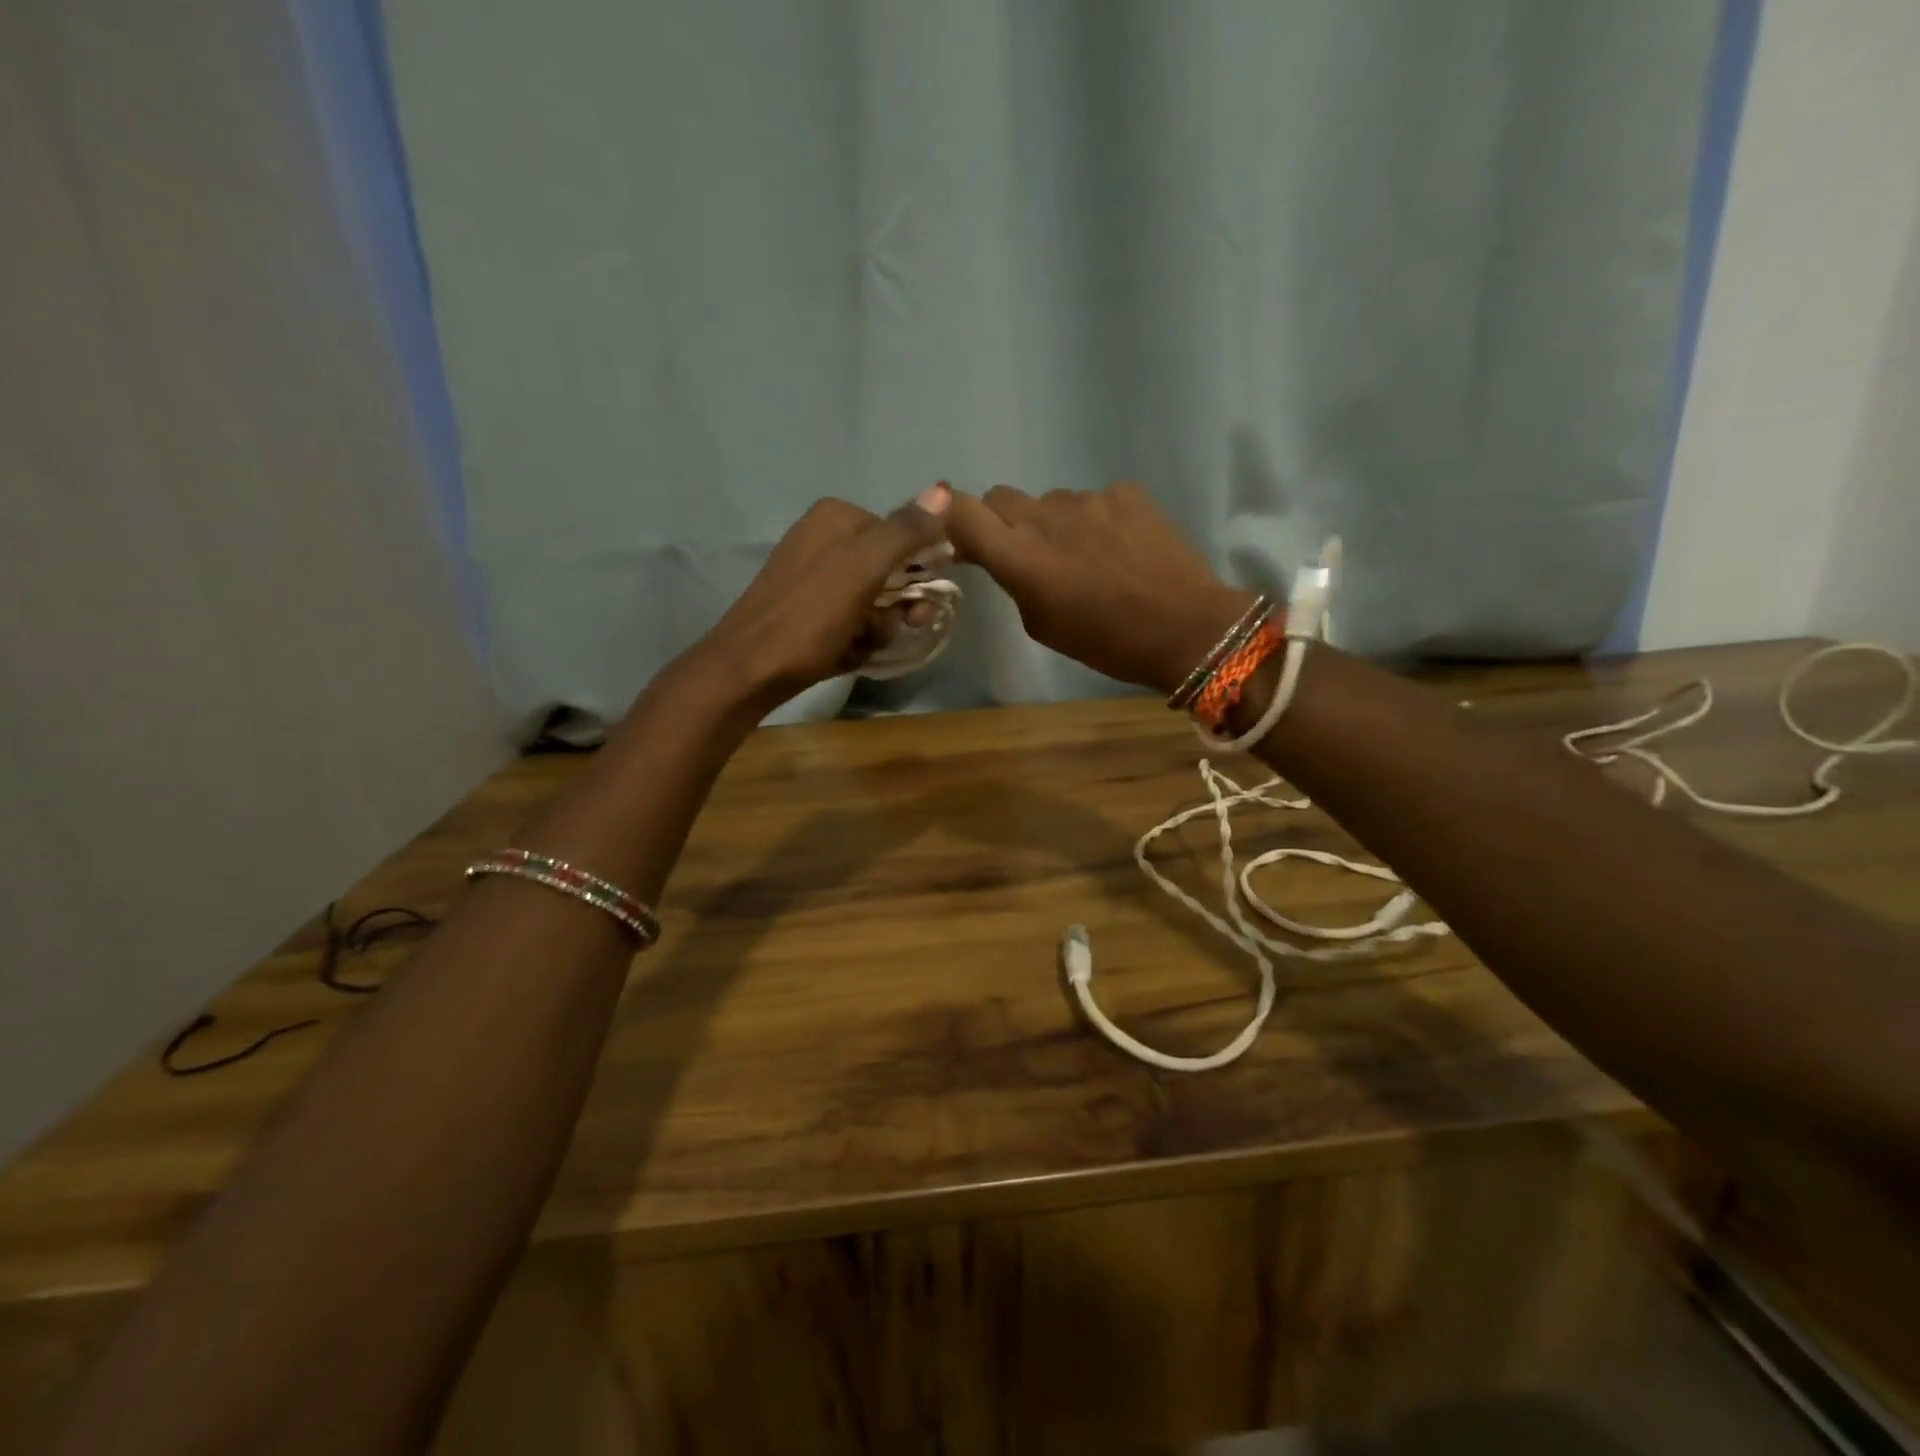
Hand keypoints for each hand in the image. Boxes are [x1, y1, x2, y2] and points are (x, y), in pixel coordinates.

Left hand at [696, 486, 951, 708]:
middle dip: (896, 608)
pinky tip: (843, 652)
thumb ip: (905, 531)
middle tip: (885, 630)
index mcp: (837, 517)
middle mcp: (825, 538)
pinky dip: (855, 639)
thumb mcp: (861, 570)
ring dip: (877, 629)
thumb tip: (945, 489)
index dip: (919, 573)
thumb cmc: (808, 618)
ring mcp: (816, 576)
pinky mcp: (810, 610)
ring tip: (857, 644)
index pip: (904, 536)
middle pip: (891, 571)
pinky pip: (853, 620)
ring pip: (875, 601)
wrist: (749, 671)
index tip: (918, 608)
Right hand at [946, 483, 1251, 692]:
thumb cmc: (1105, 642)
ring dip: (1055, 524)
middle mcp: (1044, 516)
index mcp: (1017, 555)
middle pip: (1001, 498)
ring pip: (1051, 501)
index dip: (952, 518)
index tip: (963, 538)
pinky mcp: (1126, 492)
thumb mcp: (1041, 625)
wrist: (1185, 627)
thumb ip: (1015, 582)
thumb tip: (1007, 557)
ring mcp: (1087, 498)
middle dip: (1003, 522)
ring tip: (1086, 557)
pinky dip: (1097, 520)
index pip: (959, 510)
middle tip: (1026, 553)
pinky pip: (1095, 500)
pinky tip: (1120, 548)